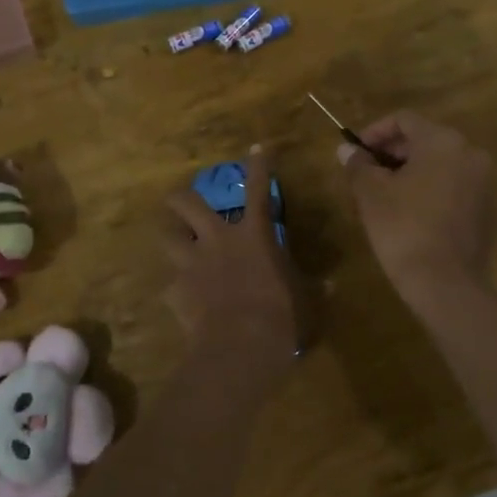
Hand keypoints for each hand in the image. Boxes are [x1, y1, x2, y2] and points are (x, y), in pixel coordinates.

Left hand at [160, 146, 302, 368]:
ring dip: (171, 235)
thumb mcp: (305, 300)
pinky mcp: (176, 290)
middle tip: (182, 199)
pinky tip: (184, 298)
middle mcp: (217, 240)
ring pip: (167, 236)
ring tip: (174, 240)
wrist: (240, 347)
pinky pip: (171, 283)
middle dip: (181, 196)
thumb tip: (329, 285)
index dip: (258, 165)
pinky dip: (177, 287)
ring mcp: (192, 264)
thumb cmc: (282, 317)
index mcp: (253, 235)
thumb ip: (312, 288)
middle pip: (186, 203)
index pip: (258, 189)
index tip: (255, 148)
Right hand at [339, 111, 494, 304]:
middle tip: (365, 174)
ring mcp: (483, 183)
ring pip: (438, 166)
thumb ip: (358, 165)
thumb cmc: (404, 228)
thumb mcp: (371, 194)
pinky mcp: (486, 210)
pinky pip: (452, 188)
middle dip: (391, 154)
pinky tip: (408, 214)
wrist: (446, 284)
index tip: (355, 152)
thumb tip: (346, 149)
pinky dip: (429, 191)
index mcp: (442, 141)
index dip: (374, 131)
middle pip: (424, 140)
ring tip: (382, 196)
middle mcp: (469, 154)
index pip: (404, 120)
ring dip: (409, 173)